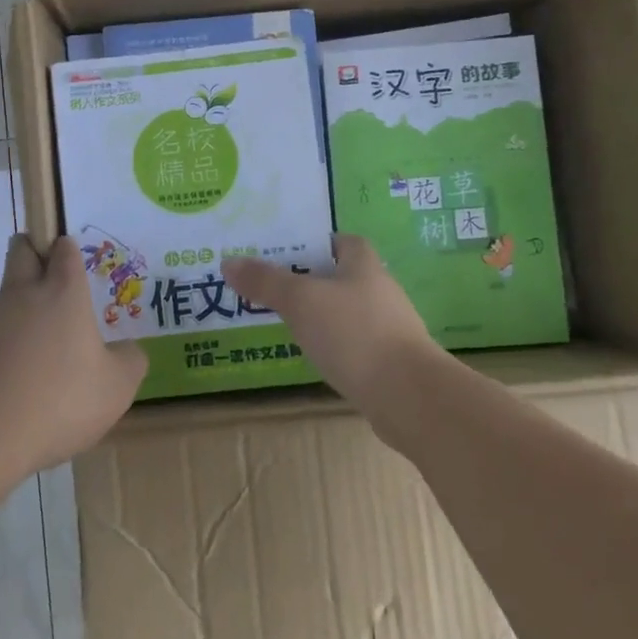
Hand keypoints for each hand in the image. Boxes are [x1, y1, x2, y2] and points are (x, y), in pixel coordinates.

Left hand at [0, 234, 146, 478]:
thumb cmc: (57, 402)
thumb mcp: (116, 389)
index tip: (70, 257)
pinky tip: (3, 389)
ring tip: (30, 364)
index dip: (68, 250)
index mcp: (63, 294)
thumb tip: (126, 349)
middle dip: (32, 251)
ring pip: (1, 301)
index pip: (64, 251)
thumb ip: (129, 361)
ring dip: (15, 316)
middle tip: (45, 279)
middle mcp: (21, 295)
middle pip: (22, 252)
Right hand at [224, 235, 440, 431]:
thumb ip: (266, 282)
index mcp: (365, 265)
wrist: (408, 396)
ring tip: (286, 322)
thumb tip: (229, 262)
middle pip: (344, 277)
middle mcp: (381, 291)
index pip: (344, 242)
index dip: (318, 243)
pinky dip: (335, 346)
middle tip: (274, 287)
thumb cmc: (354, 333)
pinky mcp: (390, 362)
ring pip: (348, 312)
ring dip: (323, 315)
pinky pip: (355, 344)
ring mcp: (389, 329)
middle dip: (312, 280)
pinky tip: (314, 357)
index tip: (288, 253)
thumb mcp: (302, 301)